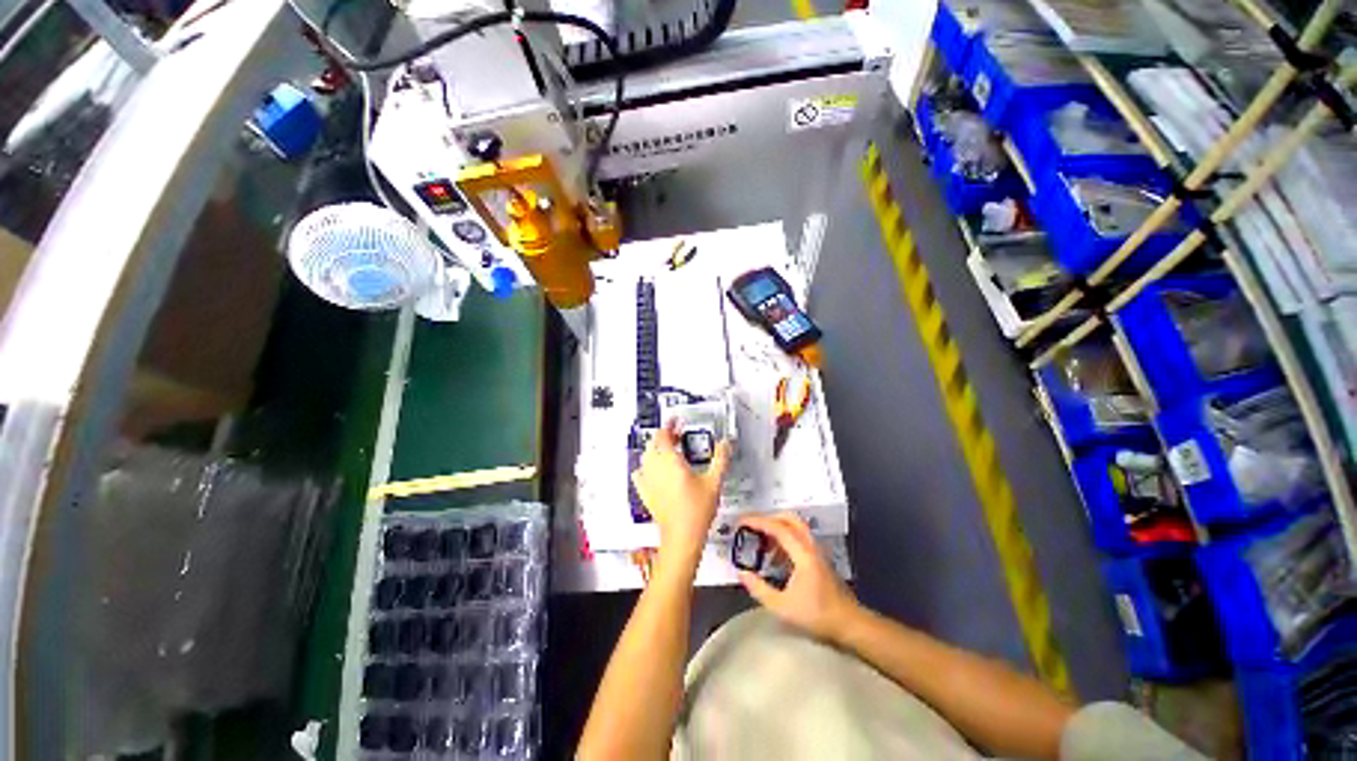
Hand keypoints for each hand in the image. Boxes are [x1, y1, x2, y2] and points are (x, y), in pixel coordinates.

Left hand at [632, 420, 731, 564]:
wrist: (682, 536)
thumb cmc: (696, 510)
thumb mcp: (714, 481)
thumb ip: (721, 458)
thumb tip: (725, 443)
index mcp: (670, 461)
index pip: (663, 434)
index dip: (669, 425)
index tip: (676, 421)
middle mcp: (655, 468)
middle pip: (653, 443)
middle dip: (664, 436)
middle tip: (677, 436)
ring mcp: (648, 481)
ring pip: (646, 456)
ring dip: (656, 449)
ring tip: (669, 451)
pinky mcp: (645, 493)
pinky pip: (640, 473)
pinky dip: (646, 466)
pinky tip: (654, 470)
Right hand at [737, 513, 858, 642]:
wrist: (849, 624)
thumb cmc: (817, 616)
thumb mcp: (782, 607)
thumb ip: (759, 589)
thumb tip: (742, 573)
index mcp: (802, 554)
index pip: (778, 527)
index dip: (757, 522)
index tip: (741, 522)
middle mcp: (810, 546)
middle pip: (788, 518)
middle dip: (767, 519)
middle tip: (751, 528)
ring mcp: (816, 550)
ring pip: (794, 526)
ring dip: (776, 528)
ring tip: (761, 543)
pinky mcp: (818, 557)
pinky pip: (798, 537)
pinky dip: (783, 538)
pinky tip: (775, 557)